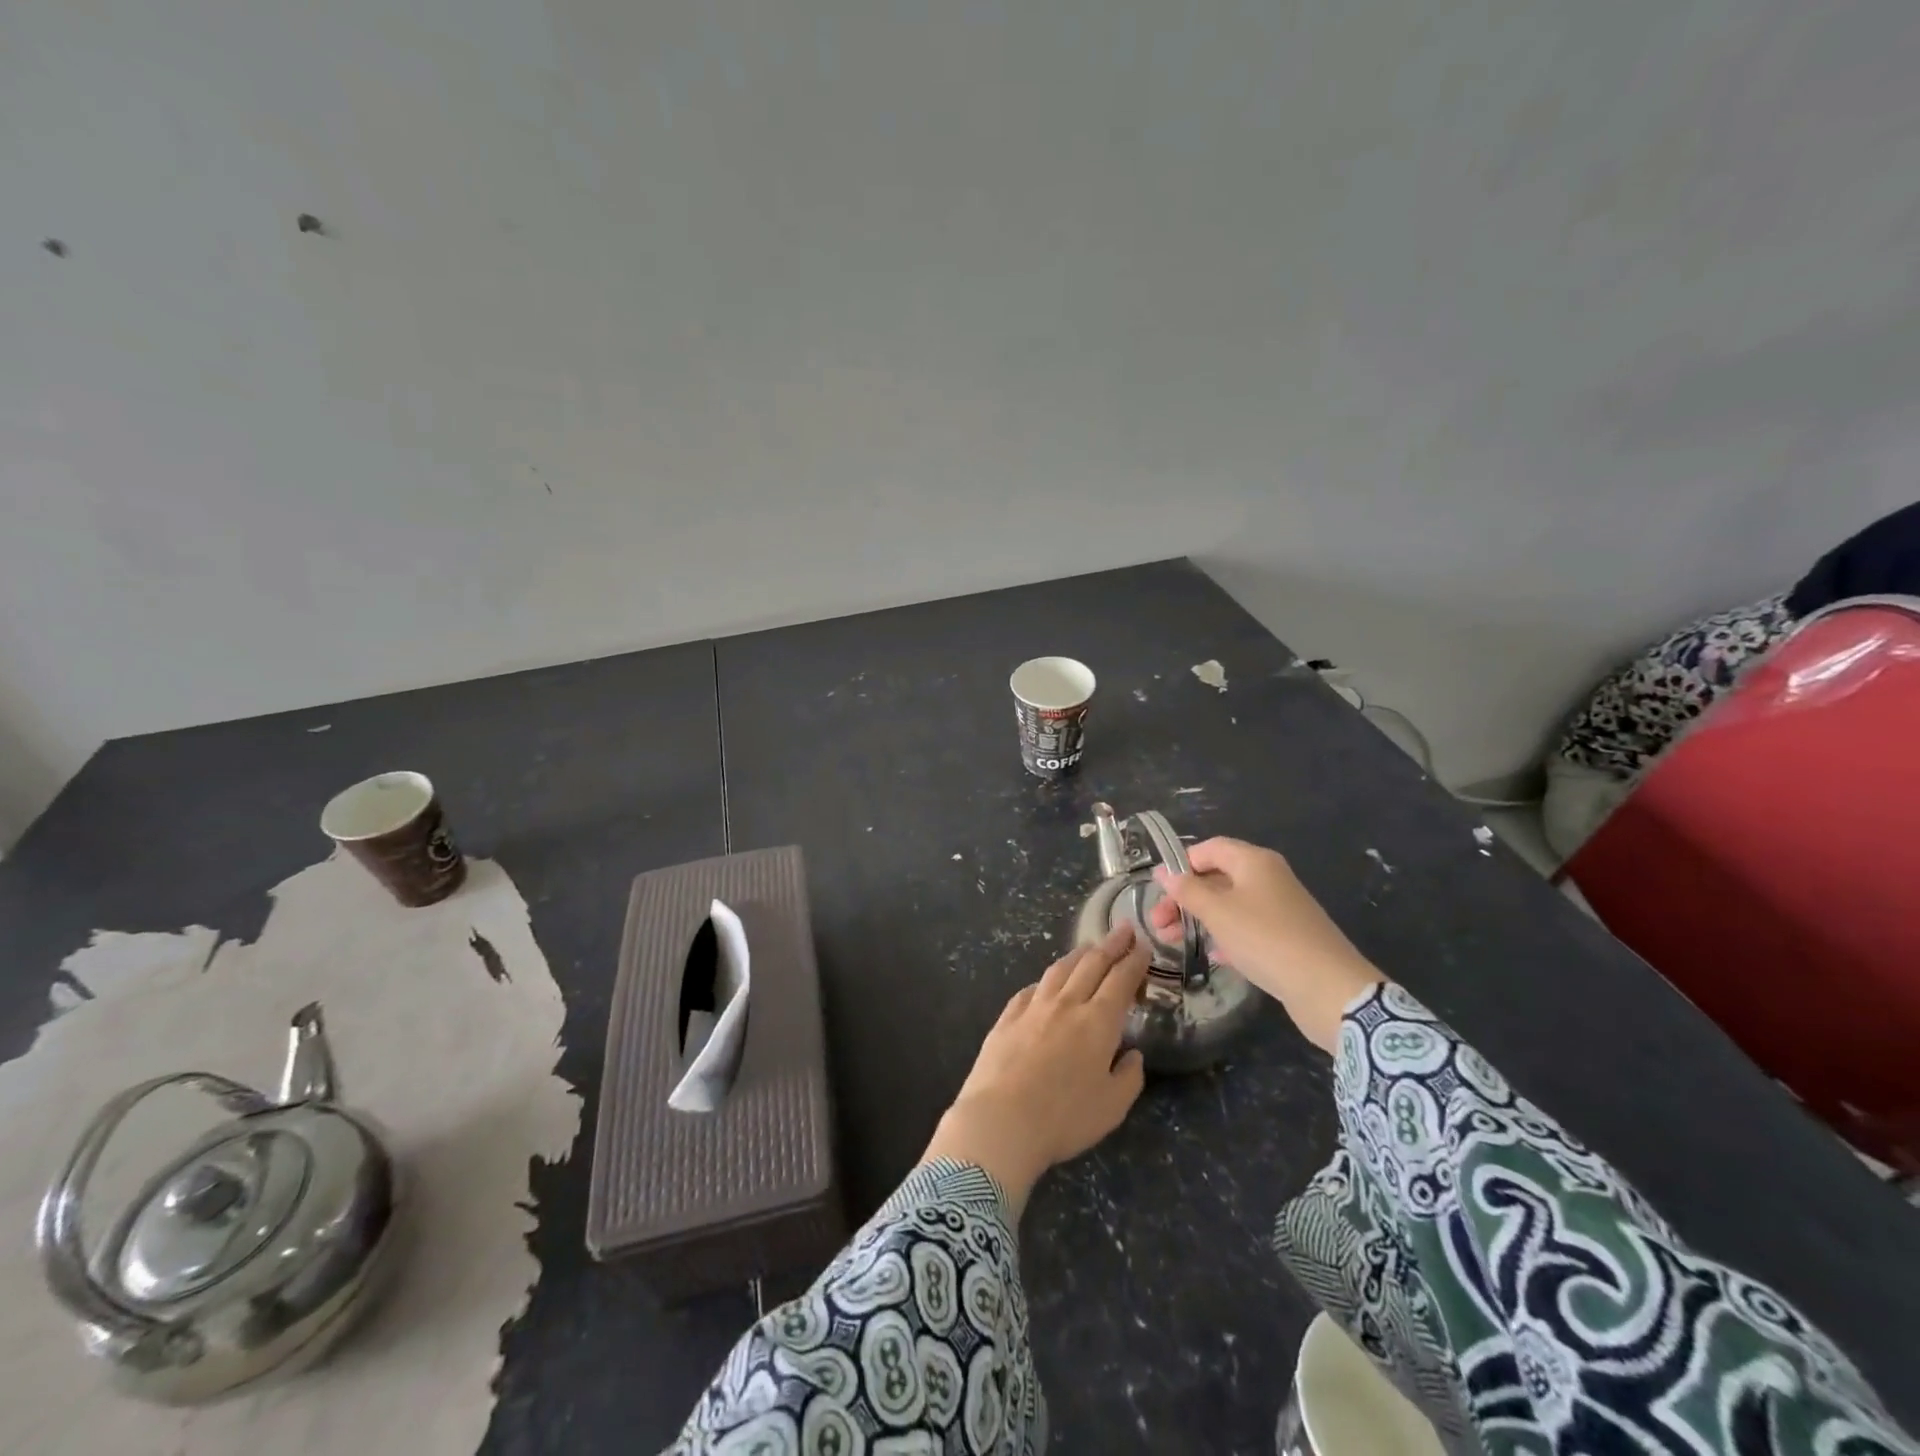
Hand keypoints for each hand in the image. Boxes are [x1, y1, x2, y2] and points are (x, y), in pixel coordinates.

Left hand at [921, 925, 1149, 1215]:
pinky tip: (1045, 982)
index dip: (1134, 960)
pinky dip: (1045, 981)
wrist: (1000, 1119)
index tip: (1142, 944)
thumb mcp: (1112, 1107)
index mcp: (1097, 1022)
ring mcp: (1033, 1007)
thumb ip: (1129, 1077)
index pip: (1120, 980)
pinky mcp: (1007, 1017)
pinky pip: (1030, 989)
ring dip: (1077, 955)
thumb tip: (1133, 1054)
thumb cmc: (1064, 1117)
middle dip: (1110, 945)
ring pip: (1059, 970)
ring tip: (1088, 947)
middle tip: (1122, 929)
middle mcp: (1066, 1004)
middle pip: (1091, 965)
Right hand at [1151, 837, 1382, 1052]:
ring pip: (1229, 905)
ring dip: (1200, 919)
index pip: (1209, 849)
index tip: (1159, 890)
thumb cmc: (1265, 939)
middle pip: (1217, 878)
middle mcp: (1268, 878)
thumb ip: (1187, 891)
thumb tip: (1163, 872)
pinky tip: (1212, 955)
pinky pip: (1247, 928)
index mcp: (1254, 861)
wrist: (1328, 988)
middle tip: (1158, 923)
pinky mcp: (1286, 937)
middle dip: (1185, 898)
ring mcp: (1280, 908)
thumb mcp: (1217, 912)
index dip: (1181, 864)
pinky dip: (1225, 936)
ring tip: (1173, 941)